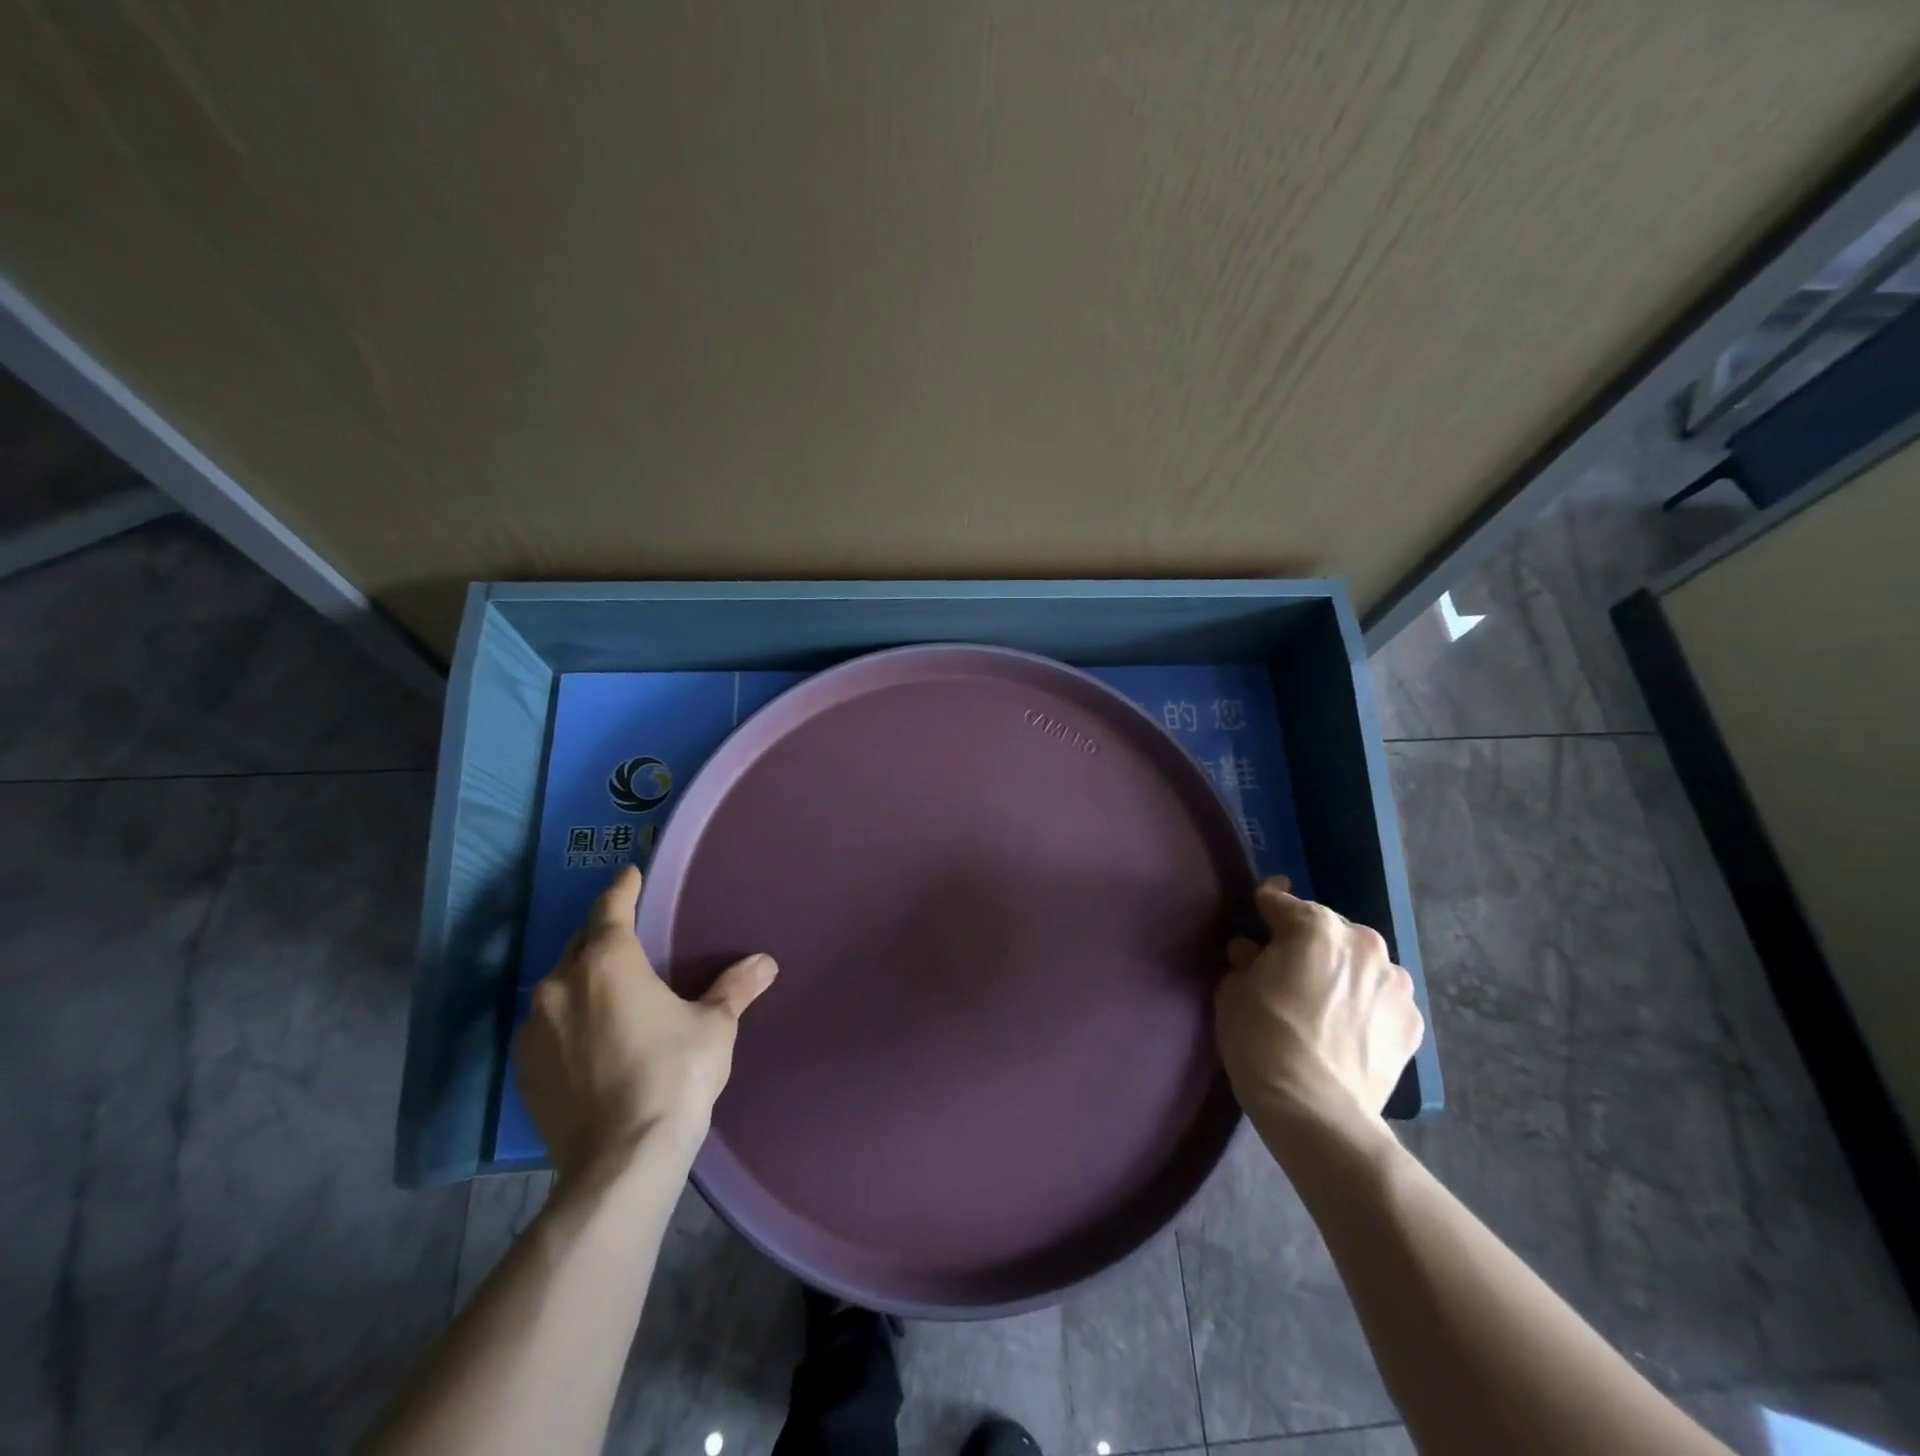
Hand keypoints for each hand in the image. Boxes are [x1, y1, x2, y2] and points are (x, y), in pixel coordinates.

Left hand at [516, 865, 777, 1181]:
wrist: (620, 1160)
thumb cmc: (674, 1075)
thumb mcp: (714, 1027)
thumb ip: (735, 988)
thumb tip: (765, 962)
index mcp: (609, 962)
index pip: (610, 908)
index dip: (622, 888)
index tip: (630, 874)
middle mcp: (561, 985)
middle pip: (580, 943)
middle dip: (602, 932)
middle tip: (628, 932)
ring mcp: (535, 1028)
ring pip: (559, 984)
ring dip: (582, 977)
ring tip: (610, 988)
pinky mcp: (523, 1067)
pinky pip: (546, 1024)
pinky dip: (567, 1017)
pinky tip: (588, 1034)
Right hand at [1216, 877, 1423, 1157]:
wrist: (1315, 1109)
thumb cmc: (1262, 1038)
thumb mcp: (1233, 990)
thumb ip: (1247, 960)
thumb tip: (1254, 953)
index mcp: (1315, 927)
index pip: (1282, 901)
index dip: (1265, 909)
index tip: (1257, 917)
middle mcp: (1363, 943)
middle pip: (1328, 930)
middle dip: (1308, 943)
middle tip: (1288, 971)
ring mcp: (1396, 983)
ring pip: (1360, 964)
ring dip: (1342, 973)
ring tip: (1323, 1004)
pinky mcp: (1413, 1023)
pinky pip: (1381, 999)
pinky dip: (1365, 1005)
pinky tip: (1347, 1030)